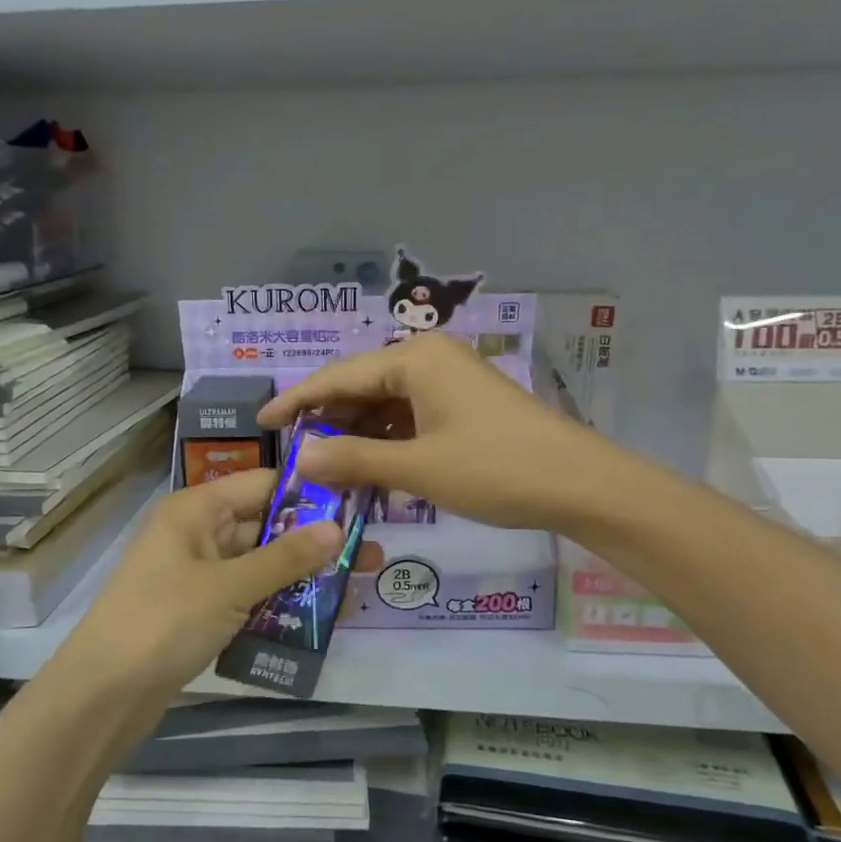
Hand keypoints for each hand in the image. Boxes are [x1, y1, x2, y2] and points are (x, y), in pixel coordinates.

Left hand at [61, 469, 341, 701]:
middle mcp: (196, 534)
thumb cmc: (164, 623)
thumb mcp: (230, 587)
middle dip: (312, 539)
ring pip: (258, 564)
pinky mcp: (198, 612)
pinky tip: (317, 616)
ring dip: (299, 574)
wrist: (102, 696)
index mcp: (195, 510)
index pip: (262, 484)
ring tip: (354, 584)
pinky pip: (246, 596)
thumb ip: (286, 558)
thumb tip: (337, 527)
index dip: (307, 492)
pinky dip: (276, 602)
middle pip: (263, 525)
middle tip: (368, 550)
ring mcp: (196, 575)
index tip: (358, 503)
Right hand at [259, 333, 602, 531]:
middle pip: (361, 386)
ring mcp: (450, 381)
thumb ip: (353, 459)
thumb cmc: (494, 469)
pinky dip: (388, 441)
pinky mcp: (464, 405)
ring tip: (326, 469)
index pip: (338, 376)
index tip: (261, 424)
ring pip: (386, 404)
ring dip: (357, 435)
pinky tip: (370, 468)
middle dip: (328, 422)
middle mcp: (429, 358)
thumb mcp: (417, 467)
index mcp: (414, 358)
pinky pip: (411, 416)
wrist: (580, 484)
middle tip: (294, 458)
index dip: (296, 402)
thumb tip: (298, 459)